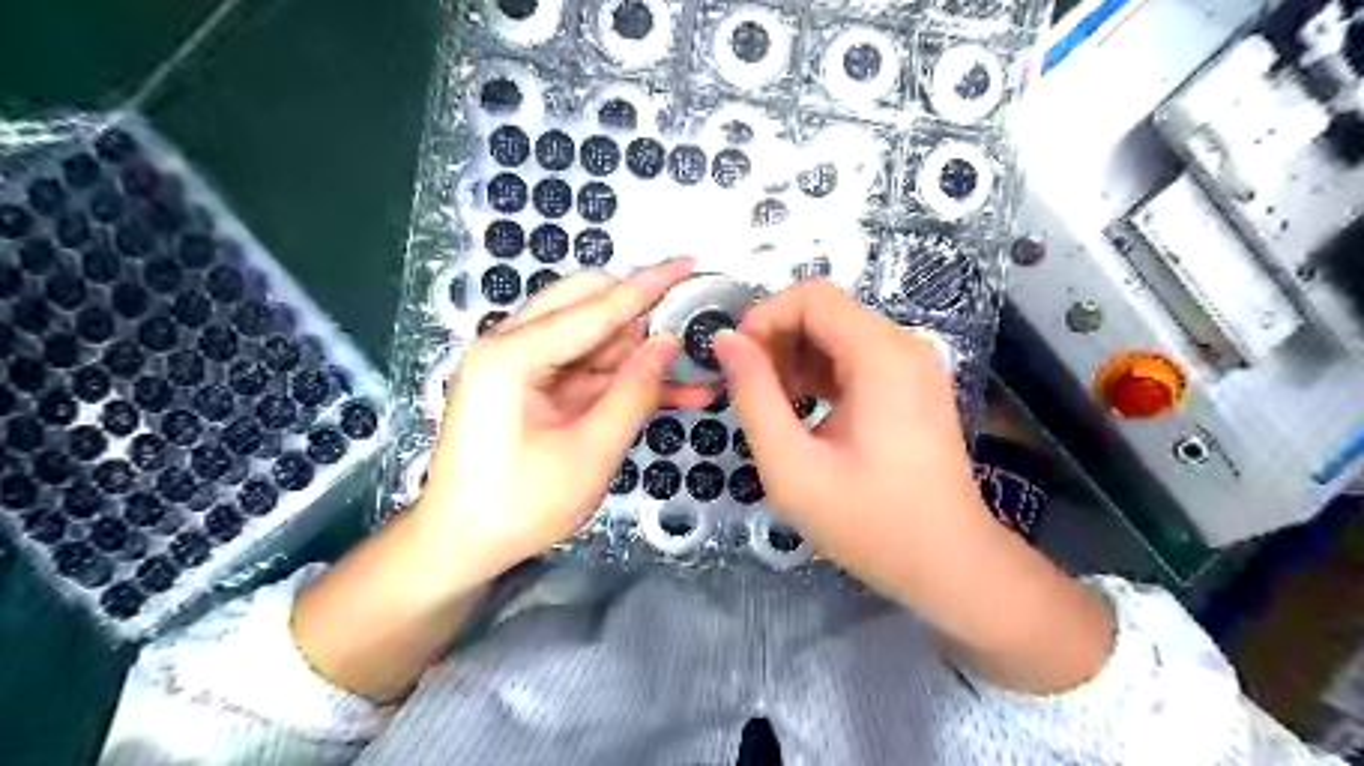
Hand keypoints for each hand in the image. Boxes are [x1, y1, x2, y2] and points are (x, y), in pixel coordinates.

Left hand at [422, 261, 707, 583]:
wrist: (459, 547)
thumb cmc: (518, 507)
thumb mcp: (588, 453)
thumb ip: (633, 392)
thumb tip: (670, 341)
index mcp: (512, 354)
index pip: (595, 306)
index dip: (647, 286)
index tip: (688, 262)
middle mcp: (511, 346)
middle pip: (587, 306)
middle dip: (642, 315)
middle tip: (692, 324)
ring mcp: (520, 366)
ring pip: (593, 338)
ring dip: (640, 352)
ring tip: (694, 367)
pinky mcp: (532, 387)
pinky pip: (587, 369)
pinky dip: (624, 379)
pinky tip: (671, 389)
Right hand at [708, 280, 987, 591]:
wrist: (948, 564)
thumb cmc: (868, 522)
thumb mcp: (792, 466)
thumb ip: (753, 396)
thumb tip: (726, 341)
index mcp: (881, 356)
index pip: (811, 296)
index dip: (764, 318)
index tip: (735, 362)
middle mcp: (904, 346)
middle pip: (825, 311)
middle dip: (777, 340)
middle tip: (750, 391)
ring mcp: (913, 365)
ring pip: (837, 333)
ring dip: (796, 359)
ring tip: (774, 407)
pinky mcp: (912, 385)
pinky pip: (855, 358)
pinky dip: (821, 374)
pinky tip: (804, 412)